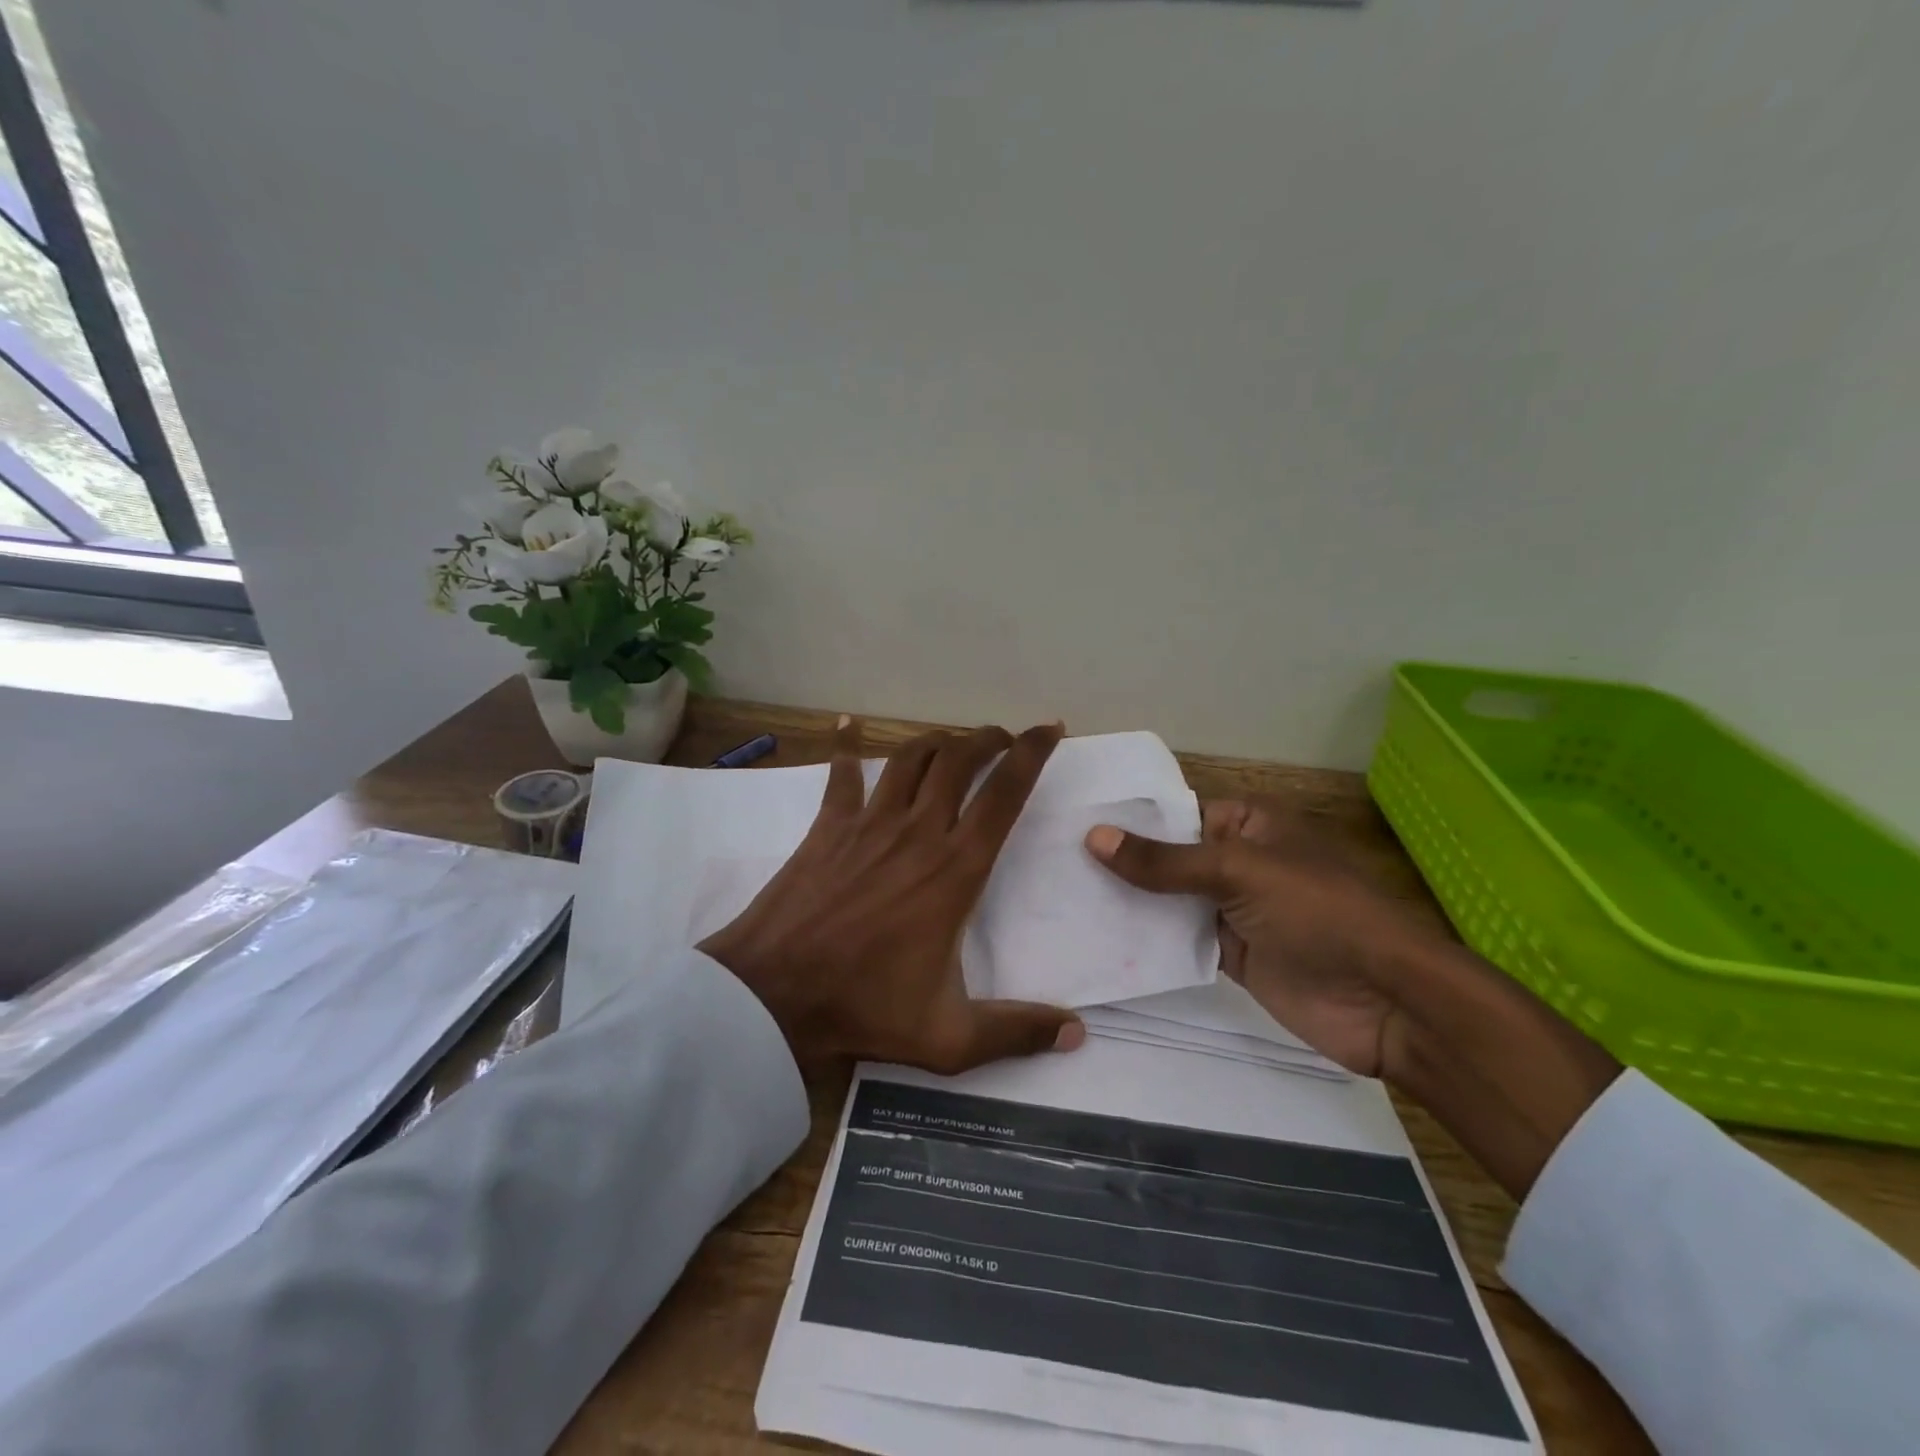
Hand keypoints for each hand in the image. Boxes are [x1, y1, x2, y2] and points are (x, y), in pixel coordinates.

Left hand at [701, 716, 1086, 1074]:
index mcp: (956, 870)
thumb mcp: (951, 1037)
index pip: (1005, 794)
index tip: (1050, 729)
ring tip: (954, 741)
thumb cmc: (865, 1007)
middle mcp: (919, 831)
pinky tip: (846, 724)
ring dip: (938, 740)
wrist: (774, 994)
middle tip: (1004, 737)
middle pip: (960, 760)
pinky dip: (846, 745)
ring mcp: (869, 823)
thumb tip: (1077, 1035)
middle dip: (988, 739)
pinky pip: (842, 774)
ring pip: (911, 758)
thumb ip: (1016, 1031)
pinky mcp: (829, 826)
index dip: (1032, 754)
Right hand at [1084, 800, 1426, 1075]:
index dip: (1131, 819)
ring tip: (1064, 896)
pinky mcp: (1232, 954)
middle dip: (1122, 861)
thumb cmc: (1319, 912)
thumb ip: (1165, 861)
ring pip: (1171, 899)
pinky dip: (1149, 939)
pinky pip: (1181, 938)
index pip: (1178, 813)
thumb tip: (1094, 836)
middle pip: (1170, 857)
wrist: (1385, 1002)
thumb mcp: (1239, 872)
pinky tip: (1101, 937)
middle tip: (1055, 860)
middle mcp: (1239, 861)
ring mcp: (1235, 909)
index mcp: (1251, 824)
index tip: (1072, 822)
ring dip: (1130, 901)